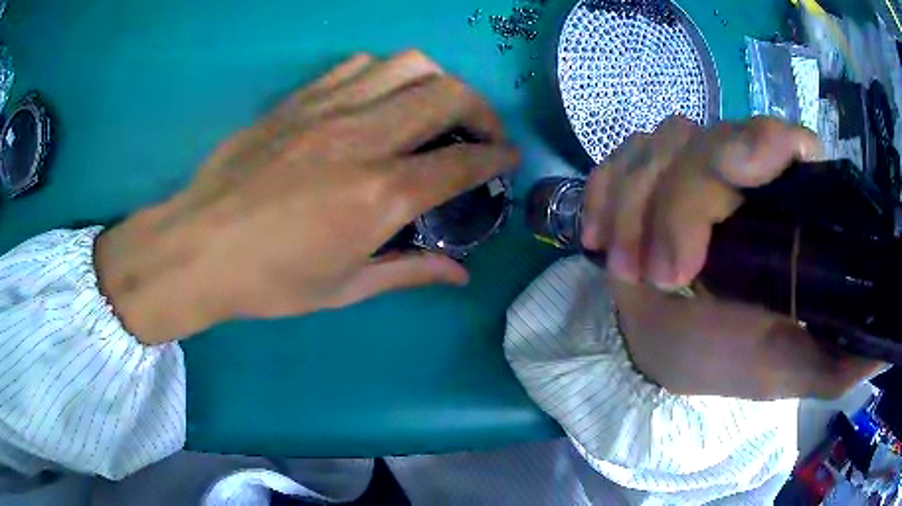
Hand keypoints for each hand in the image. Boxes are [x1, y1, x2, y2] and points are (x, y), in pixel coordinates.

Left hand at [94, 51, 518, 344]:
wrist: (198, 246)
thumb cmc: (269, 279)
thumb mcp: (344, 288)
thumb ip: (410, 271)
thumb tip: (460, 274)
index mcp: (380, 194)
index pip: (461, 161)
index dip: (497, 156)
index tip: (508, 159)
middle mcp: (364, 138)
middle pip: (448, 95)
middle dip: (482, 110)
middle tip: (482, 132)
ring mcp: (329, 109)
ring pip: (408, 65)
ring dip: (438, 82)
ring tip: (436, 107)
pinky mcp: (300, 99)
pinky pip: (359, 65)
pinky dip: (387, 74)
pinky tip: (382, 97)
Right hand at [581, 116, 882, 399]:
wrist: (664, 352)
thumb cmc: (728, 360)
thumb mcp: (786, 370)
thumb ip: (834, 362)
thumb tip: (879, 347)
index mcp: (785, 212)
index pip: (785, 143)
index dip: (763, 142)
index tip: (738, 178)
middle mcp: (741, 175)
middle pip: (709, 141)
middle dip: (678, 204)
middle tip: (661, 276)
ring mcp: (687, 168)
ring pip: (658, 145)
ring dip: (634, 205)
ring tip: (625, 271)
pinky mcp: (642, 176)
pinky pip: (616, 159)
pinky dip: (603, 192)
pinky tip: (597, 237)